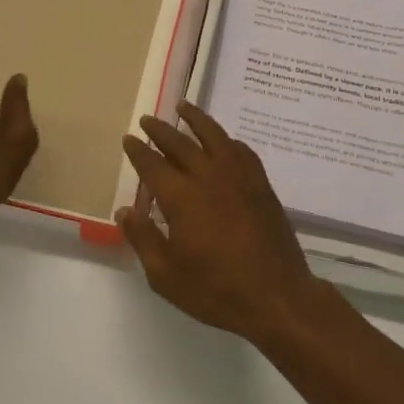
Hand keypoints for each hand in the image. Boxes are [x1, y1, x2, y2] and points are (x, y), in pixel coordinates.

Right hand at [120, 102, 329, 346]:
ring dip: (196, 119)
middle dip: (161, 130)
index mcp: (181, 197)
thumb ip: (143, 239)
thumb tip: (126, 210)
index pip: (153, 164)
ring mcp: (239, 177)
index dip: (138, 150)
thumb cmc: (216, 290)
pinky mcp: (260, 185)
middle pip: (180, 143)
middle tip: (148, 119)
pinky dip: (227, 140)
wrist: (277, 296)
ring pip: (214, 136)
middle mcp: (209, 177)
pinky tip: (223, 141)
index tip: (129, 138)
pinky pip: (241, 150)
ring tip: (184, 107)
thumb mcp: (166, 275)